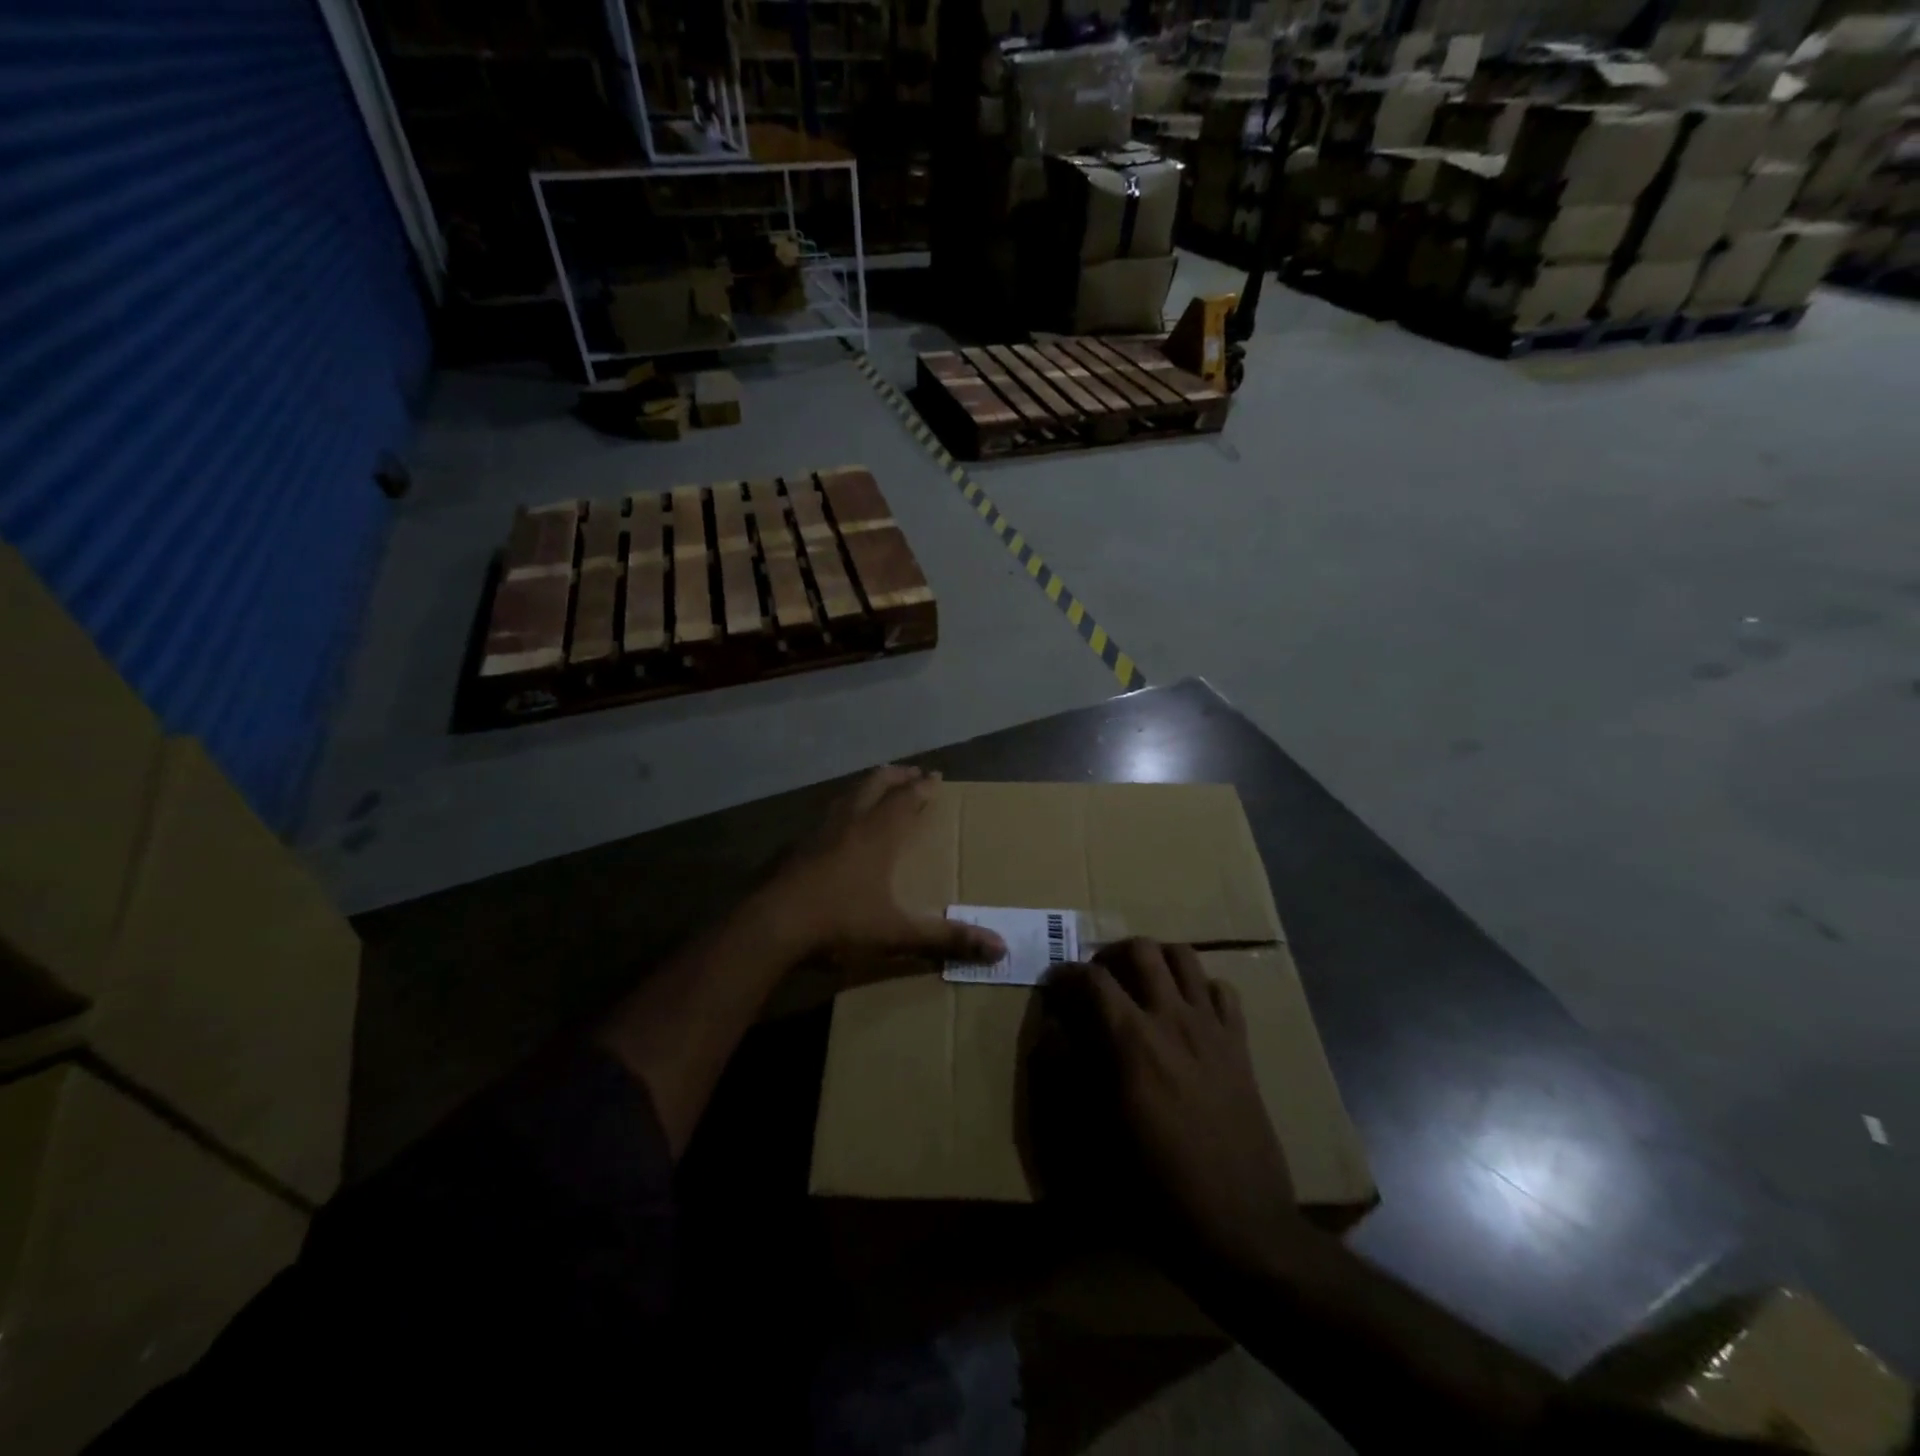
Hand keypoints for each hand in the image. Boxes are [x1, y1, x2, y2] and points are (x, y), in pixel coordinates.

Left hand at [767, 766, 1004, 964]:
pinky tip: (837, 827)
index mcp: (878, 834)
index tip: (936, 776)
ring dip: (867, 786)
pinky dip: (841, 809)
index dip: (923, 786)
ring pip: (847, 794)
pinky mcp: (795, 845)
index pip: (907, 798)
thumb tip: (1002, 947)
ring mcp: (818, 830)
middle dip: (897, 776)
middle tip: (911, 772)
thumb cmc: (840, 923)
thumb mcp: (898, 934)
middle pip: (876, 784)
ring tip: (876, 788)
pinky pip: (825, 815)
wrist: (772, 926)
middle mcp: (850, 822)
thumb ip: (947, 938)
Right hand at [1032, 939, 1299, 1279]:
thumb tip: (1053, 1030)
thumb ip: (1067, 1072)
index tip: (1053, 987)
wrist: (1239, 1226)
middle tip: (1097, 982)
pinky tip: (1186, 1011)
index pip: (1090, 978)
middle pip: (1141, 949)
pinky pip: (1222, 990)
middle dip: (1110, 955)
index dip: (1064, 975)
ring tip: (1139, 984)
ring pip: (1184, 956)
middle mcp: (1172, 1019)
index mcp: (1131, 1040)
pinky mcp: (1240, 1046)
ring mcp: (1211, 1028)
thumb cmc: (1154, 1187)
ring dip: (1155, 959)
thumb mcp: (1092, 1137)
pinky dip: (1199, 987)